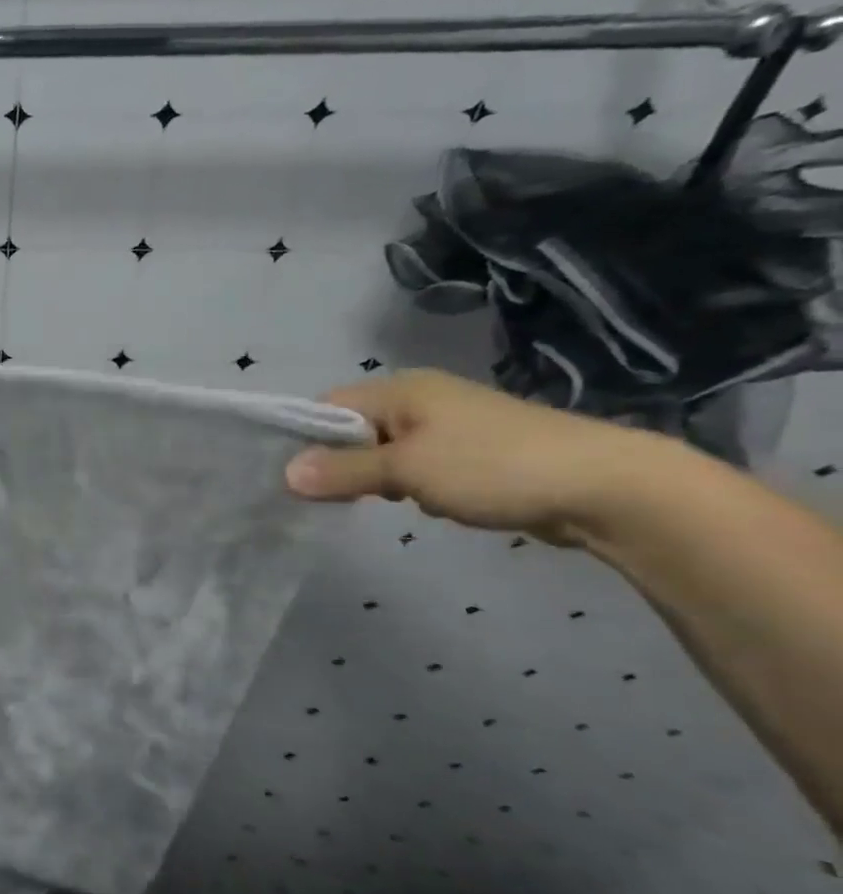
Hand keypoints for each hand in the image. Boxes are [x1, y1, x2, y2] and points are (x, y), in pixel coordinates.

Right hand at [283, 369, 677, 545]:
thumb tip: (285, 475)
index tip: (295, 478)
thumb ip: (343, 471)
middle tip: (332, 499)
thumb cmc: (493, 467)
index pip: (327, 406)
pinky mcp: (476, 453)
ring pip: (387, 450)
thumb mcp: (406, 470)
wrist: (608, 488)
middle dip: (341, 463)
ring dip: (378, 478)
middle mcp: (422, 398)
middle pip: (354, 429)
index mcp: (401, 389)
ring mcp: (451, 425)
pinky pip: (419, 465)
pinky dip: (412, 485)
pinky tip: (427, 505)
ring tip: (386, 503)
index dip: (306, 438)